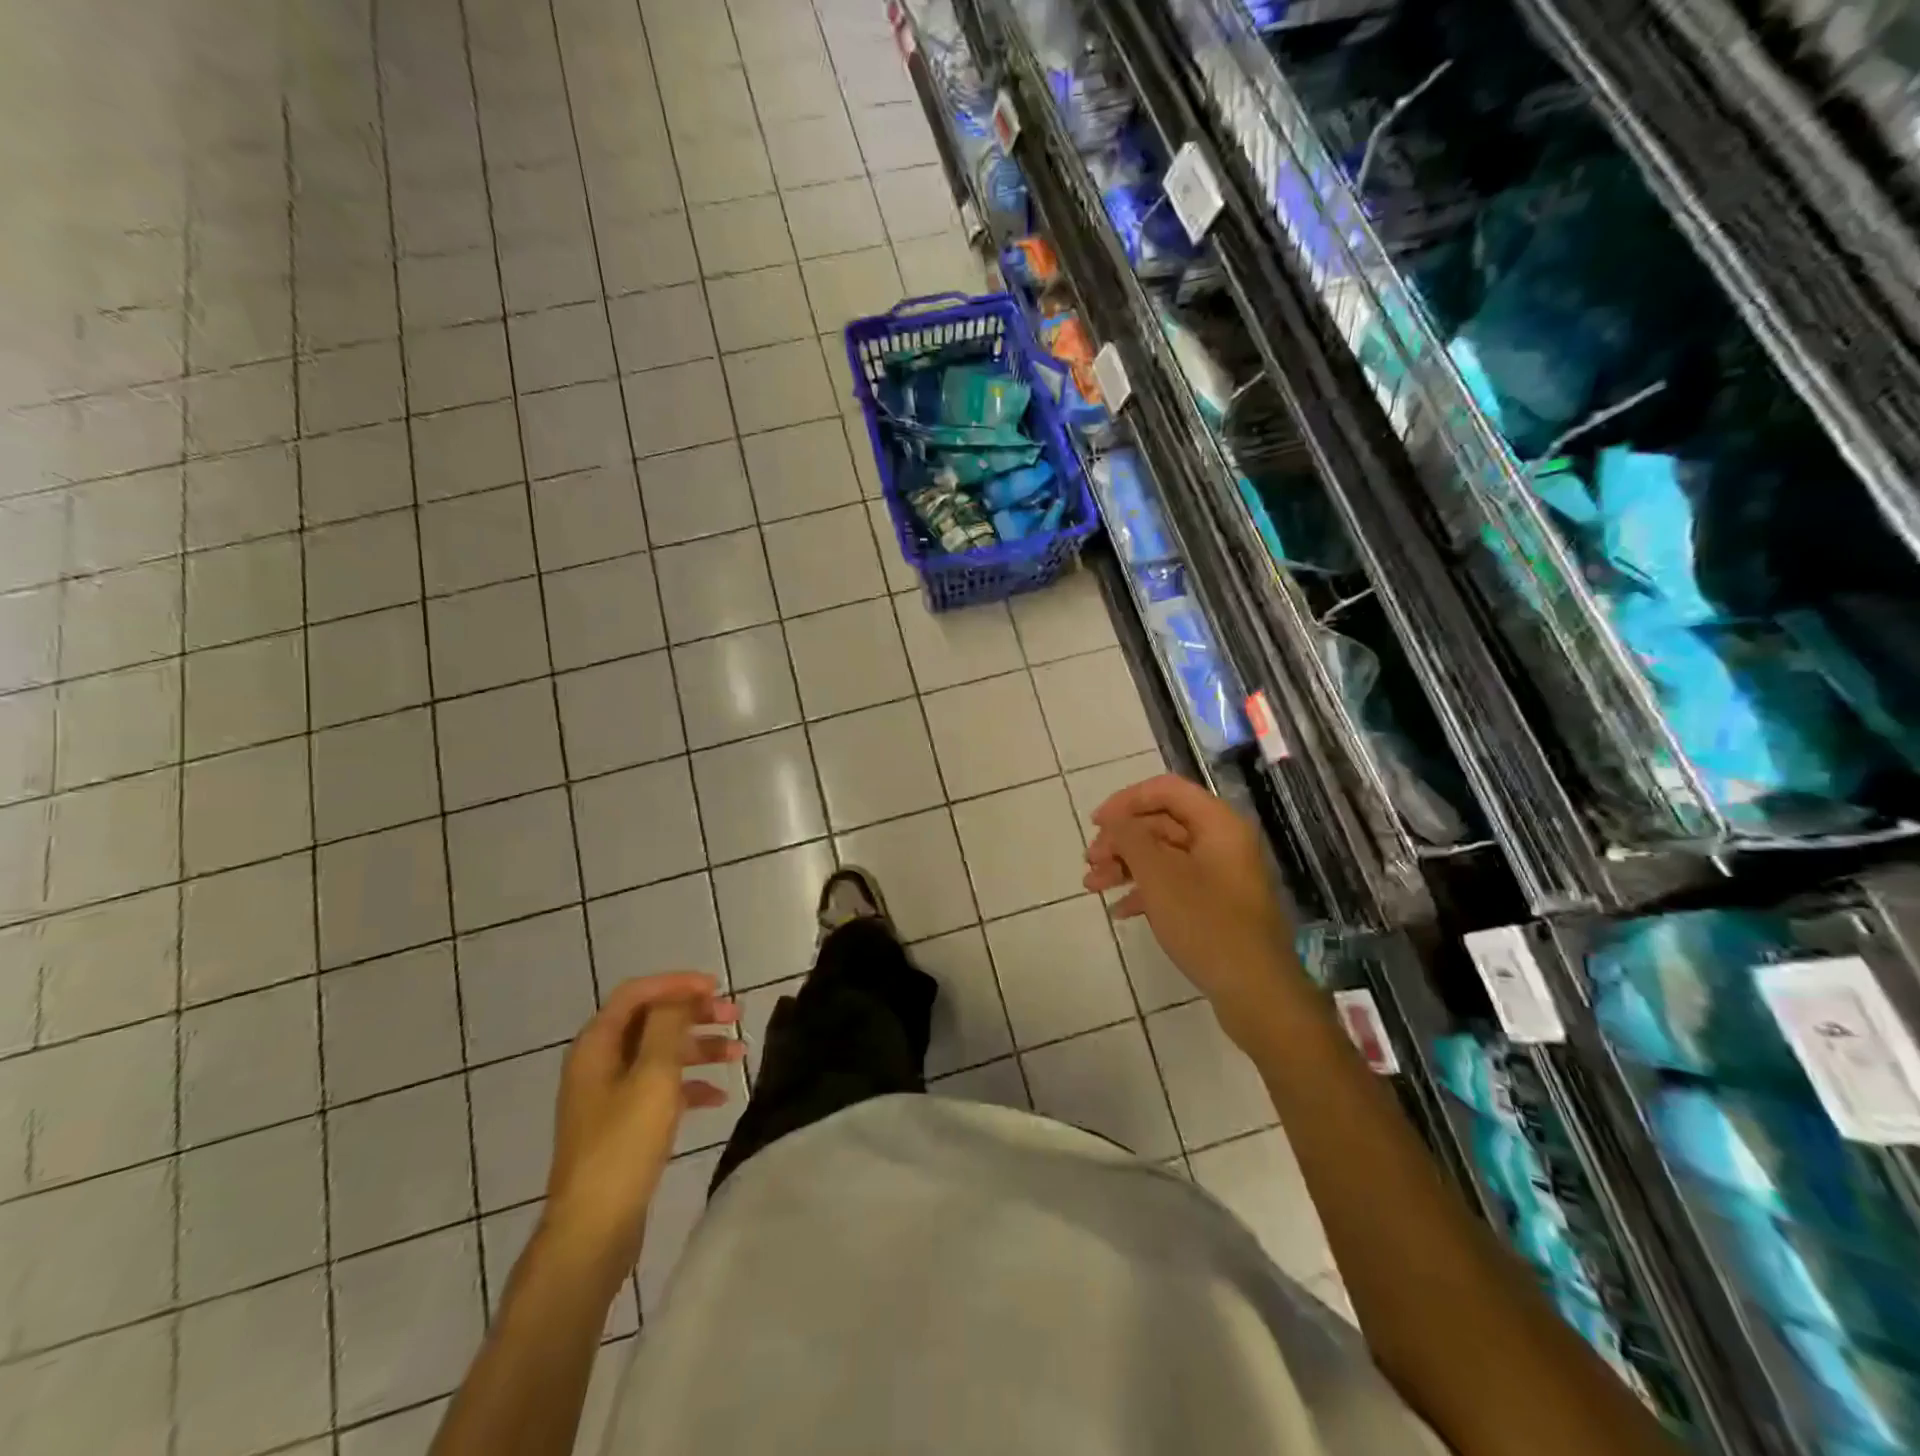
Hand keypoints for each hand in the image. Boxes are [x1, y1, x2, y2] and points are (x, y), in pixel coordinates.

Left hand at [539, 974, 741, 1286]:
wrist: (593, 1228)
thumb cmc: (624, 1143)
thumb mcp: (653, 1074)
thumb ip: (668, 1026)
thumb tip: (680, 996)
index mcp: (597, 1045)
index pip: (637, 993)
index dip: (677, 984)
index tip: (716, 988)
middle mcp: (599, 1063)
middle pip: (652, 1022)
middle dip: (695, 1015)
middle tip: (735, 1017)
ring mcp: (609, 1096)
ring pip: (660, 1055)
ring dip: (700, 1049)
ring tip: (739, 1055)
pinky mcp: (622, 1125)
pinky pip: (660, 1089)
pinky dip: (690, 1085)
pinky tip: (718, 1098)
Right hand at [1084, 775, 1297, 1048]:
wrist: (1256, 992)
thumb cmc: (1206, 924)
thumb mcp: (1159, 876)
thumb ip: (1131, 838)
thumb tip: (1115, 820)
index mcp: (1218, 823)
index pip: (1166, 789)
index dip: (1126, 801)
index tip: (1096, 824)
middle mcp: (1222, 841)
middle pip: (1162, 822)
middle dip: (1121, 840)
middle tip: (1090, 863)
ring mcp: (1221, 874)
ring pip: (1164, 854)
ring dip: (1126, 866)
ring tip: (1093, 887)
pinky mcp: (1217, 904)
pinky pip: (1175, 882)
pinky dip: (1145, 890)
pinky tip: (1122, 911)